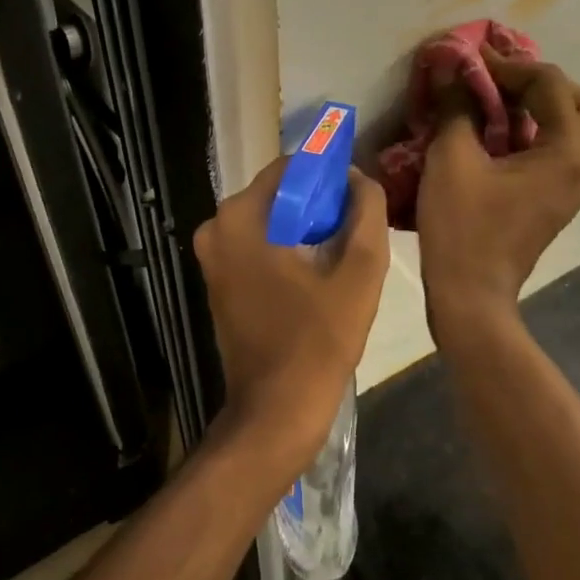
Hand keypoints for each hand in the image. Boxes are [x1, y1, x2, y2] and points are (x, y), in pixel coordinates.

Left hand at [193, 158, 390, 482]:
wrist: (275, 412)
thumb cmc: (318, 342)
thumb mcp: (360, 272)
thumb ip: (365, 212)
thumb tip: (358, 178)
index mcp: (241, 217)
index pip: (291, 167)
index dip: (329, 175)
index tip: (359, 196)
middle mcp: (216, 228)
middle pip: (279, 194)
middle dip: (319, 204)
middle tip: (356, 229)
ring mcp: (213, 257)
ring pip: (271, 220)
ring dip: (306, 228)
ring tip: (343, 253)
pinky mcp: (219, 280)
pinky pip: (259, 245)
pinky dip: (288, 248)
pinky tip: (320, 272)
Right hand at [417, 50, 579, 322]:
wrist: (471, 296)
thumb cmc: (462, 226)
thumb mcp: (452, 158)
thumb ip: (457, 106)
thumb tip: (452, 68)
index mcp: (566, 152)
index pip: (551, 85)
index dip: (511, 64)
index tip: (473, 58)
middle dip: (545, 84)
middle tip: (504, 80)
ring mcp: (571, 189)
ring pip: (572, 131)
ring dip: (540, 108)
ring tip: (496, 101)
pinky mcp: (553, 203)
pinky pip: (555, 153)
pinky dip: (533, 134)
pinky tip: (495, 135)